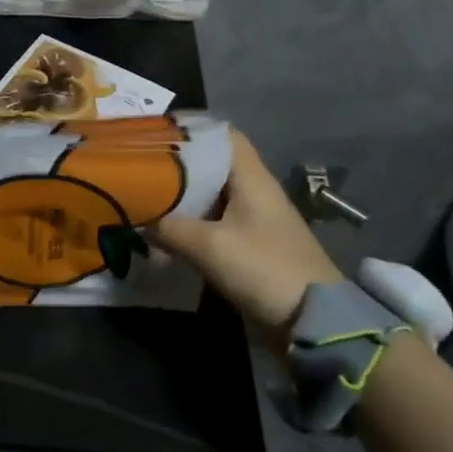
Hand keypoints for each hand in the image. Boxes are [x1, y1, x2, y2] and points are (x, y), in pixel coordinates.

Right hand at [150, 129, 344, 346]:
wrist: (313, 321)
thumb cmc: (264, 268)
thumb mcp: (209, 246)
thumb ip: (170, 228)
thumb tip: (139, 221)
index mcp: (251, 177)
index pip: (222, 135)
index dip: (191, 129)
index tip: (156, 133)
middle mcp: (254, 190)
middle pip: (213, 164)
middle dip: (179, 165)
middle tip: (141, 167)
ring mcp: (256, 219)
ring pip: (213, 195)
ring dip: (184, 197)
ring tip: (147, 196)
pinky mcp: (253, 245)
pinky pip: (216, 222)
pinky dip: (193, 222)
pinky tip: (168, 231)